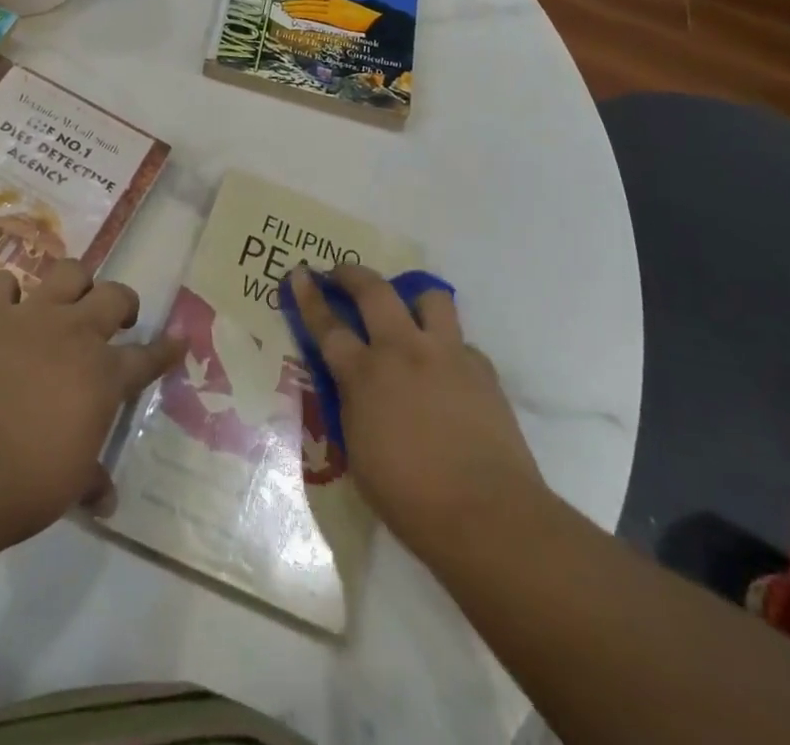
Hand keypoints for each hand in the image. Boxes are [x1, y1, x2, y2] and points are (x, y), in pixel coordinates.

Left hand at [0, 259, 183, 541]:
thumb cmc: (26, 482)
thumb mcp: (70, 486)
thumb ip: (91, 480)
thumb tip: (107, 499)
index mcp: (104, 376)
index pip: (148, 357)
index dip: (166, 349)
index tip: (178, 339)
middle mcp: (76, 334)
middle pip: (114, 296)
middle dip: (122, 303)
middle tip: (116, 320)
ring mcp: (33, 317)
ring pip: (68, 272)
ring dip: (74, 283)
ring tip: (68, 300)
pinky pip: (2, 283)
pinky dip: (6, 292)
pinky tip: (5, 306)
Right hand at [289, 265, 545, 563]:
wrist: (488, 516)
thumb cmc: (411, 499)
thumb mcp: (358, 453)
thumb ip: (353, 407)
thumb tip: (354, 387)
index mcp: (365, 375)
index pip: (328, 325)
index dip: (310, 297)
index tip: (300, 273)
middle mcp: (404, 351)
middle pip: (374, 291)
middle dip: (353, 274)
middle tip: (341, 273)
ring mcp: (447, 354)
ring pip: (429, 297)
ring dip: (413, 298)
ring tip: (407, 312)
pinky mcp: (482, 369)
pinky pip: (461, 342)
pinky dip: (448, 347)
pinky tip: (447, 372)